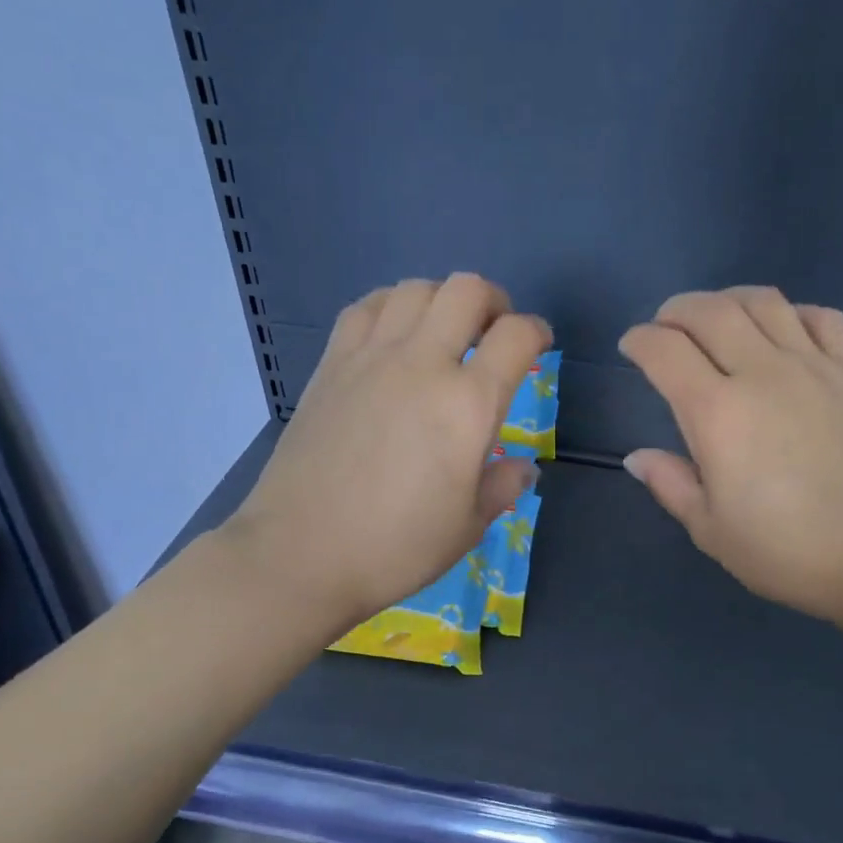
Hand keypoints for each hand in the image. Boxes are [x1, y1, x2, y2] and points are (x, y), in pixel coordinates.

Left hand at [224, 275, 549, 628]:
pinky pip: (366, 308)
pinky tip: (394, 336)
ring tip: (445, 331)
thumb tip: (522, 468)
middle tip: (496, 332)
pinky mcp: (330, 365)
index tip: (539, 347)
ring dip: (442, 300)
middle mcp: (422, 364)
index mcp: (468, 405)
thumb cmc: (396, 548)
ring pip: (415, 289)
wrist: (302, 553)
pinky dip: (391, 307)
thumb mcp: (467, 527)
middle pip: (467, 291)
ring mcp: (370, 358)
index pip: (516, 338)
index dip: (537, 333)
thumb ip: (501, 487)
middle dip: (494, 302)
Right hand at [619, 287, 842, 626]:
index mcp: (717, 413)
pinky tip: (783, 331)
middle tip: (664, 328)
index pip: (665, 351)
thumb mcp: (711, 530)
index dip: (639, 341)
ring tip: (716, 319)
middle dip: (676, 310)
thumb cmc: (787, 552)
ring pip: (764, 302)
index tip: (630, 348)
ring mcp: (814, 366)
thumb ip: (671, 484)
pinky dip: (792, 312)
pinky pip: (821, 317)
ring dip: (728, 300)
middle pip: (710, 311)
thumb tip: (638, 457)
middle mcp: (762, 373)